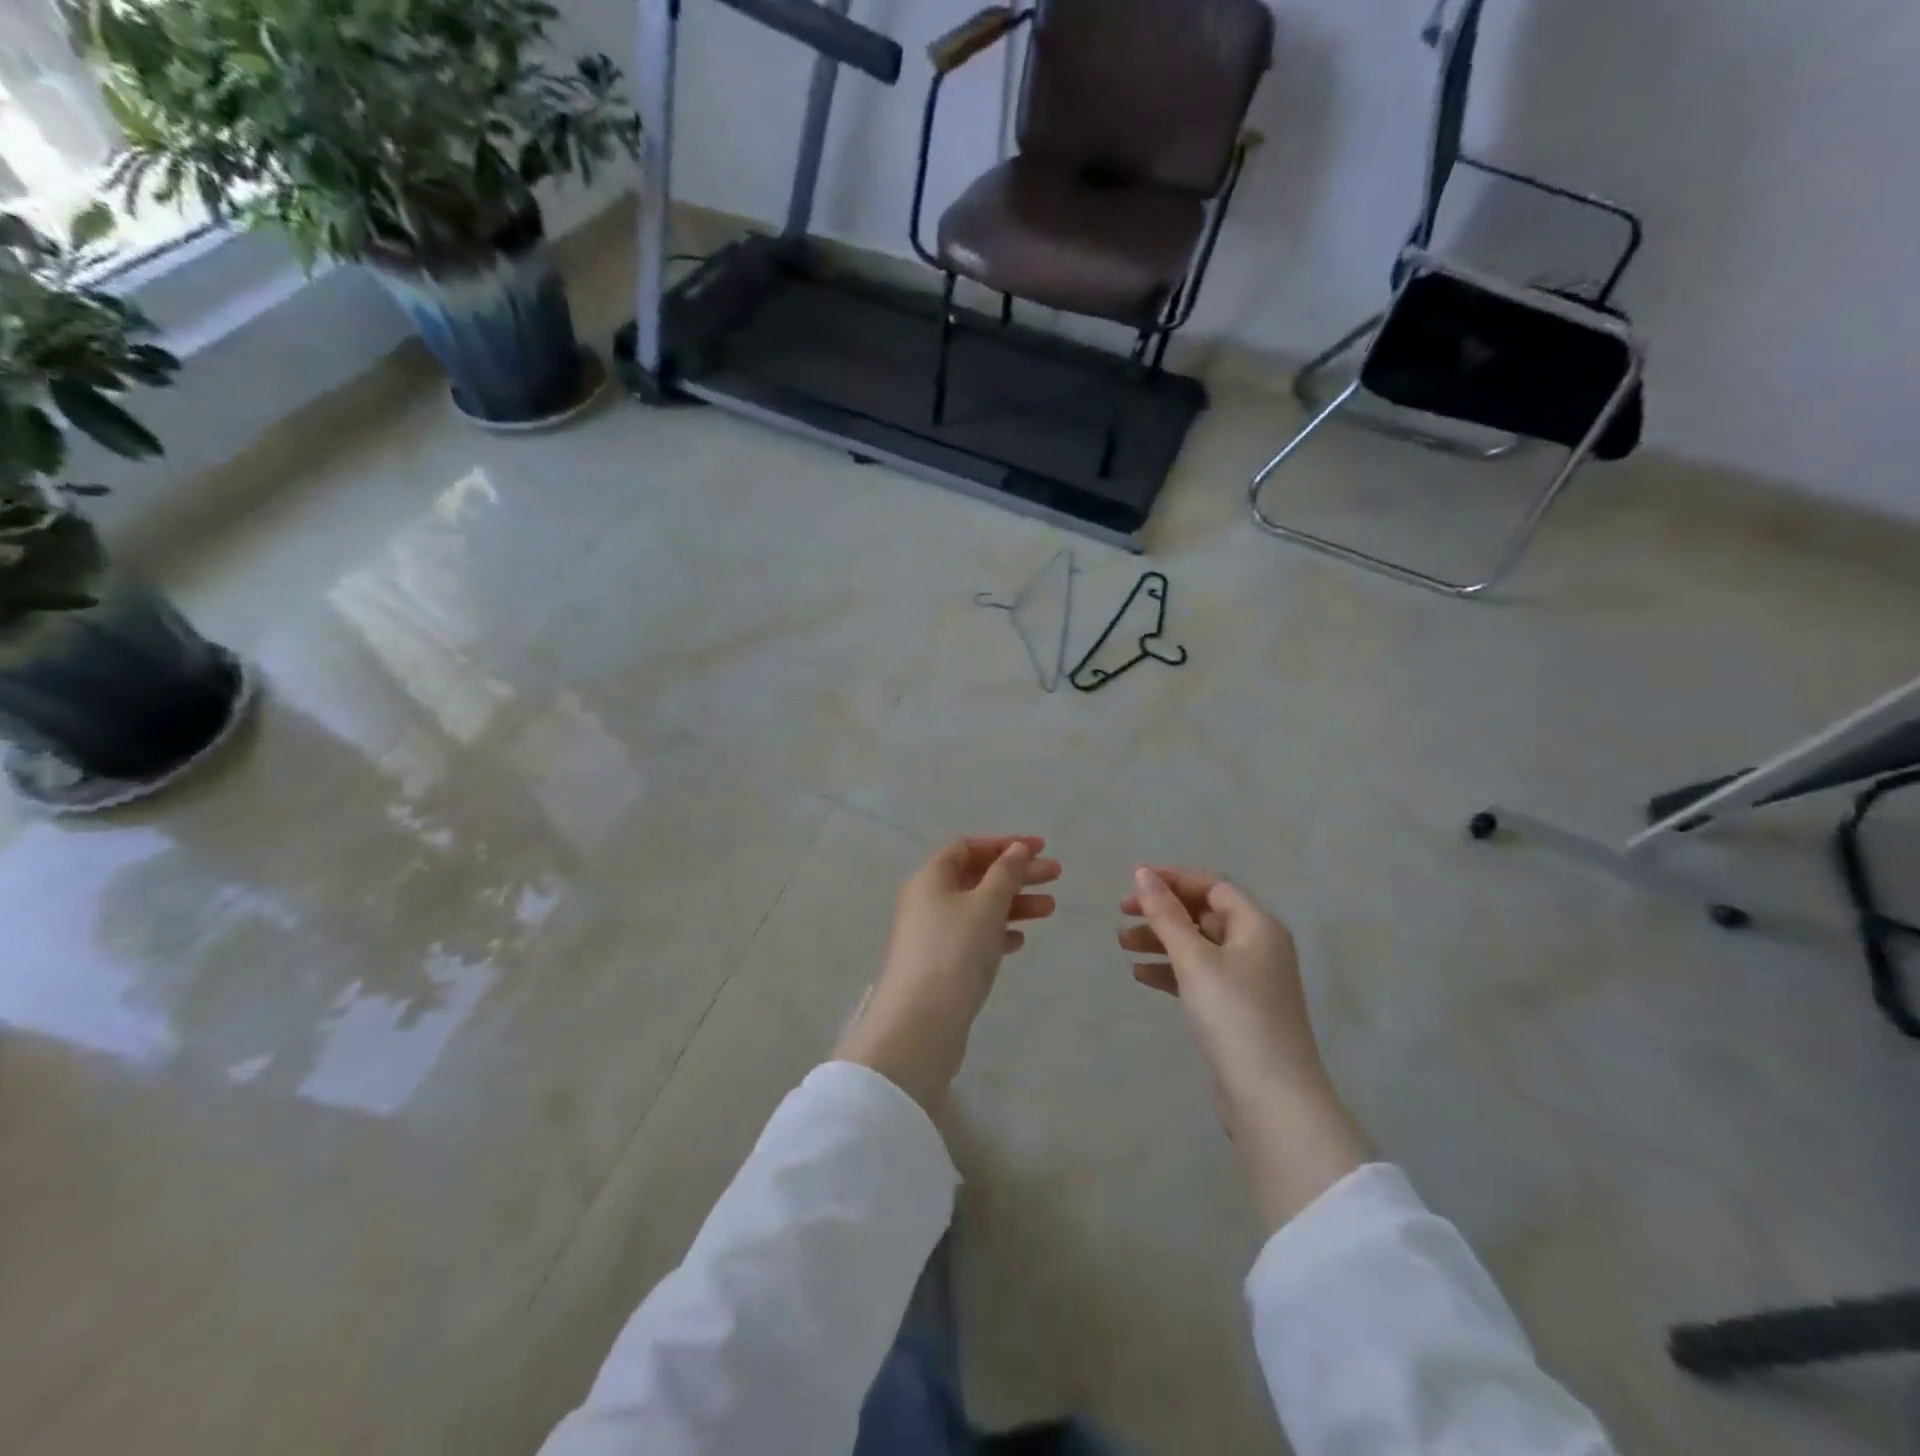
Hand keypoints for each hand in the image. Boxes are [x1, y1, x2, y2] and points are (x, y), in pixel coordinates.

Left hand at [835, 836, 1059, 1109]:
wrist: (920, 1024)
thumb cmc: (954, 952)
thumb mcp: (986, 905)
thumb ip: (1005, 873)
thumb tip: (1017, 848)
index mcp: (931, 878)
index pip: (968, 847)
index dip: (1004, 844)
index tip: (1040, 847)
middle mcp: (927, 900)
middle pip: (977, 876)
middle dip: (1016, 873)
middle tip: (1056, 875)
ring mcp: (932, 934)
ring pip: (979, 908)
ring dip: (1013, 904)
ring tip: (1050, 909)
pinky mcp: (940, 964)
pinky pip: (973, 937)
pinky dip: (997, 933)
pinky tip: (1019, 942)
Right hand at [1121, 866, 1369, 1230]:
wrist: (1271, 1098)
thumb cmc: (1233, 1015)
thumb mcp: (1194, 958)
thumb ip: (1166, 914)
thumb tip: (1143, 873)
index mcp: (1257, 926)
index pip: (1213, 886)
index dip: (1173, 879)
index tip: (1134, 881)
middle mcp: (1257, 947)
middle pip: (1203, 915)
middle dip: (1162, 911)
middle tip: (1121, 913)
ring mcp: (1248, 981)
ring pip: (1197, 946)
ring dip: (1161, 940)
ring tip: (1122, 943)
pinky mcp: (1236, 1010)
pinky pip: (1199, 977)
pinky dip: (1171, 971)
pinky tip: (1140, 975)